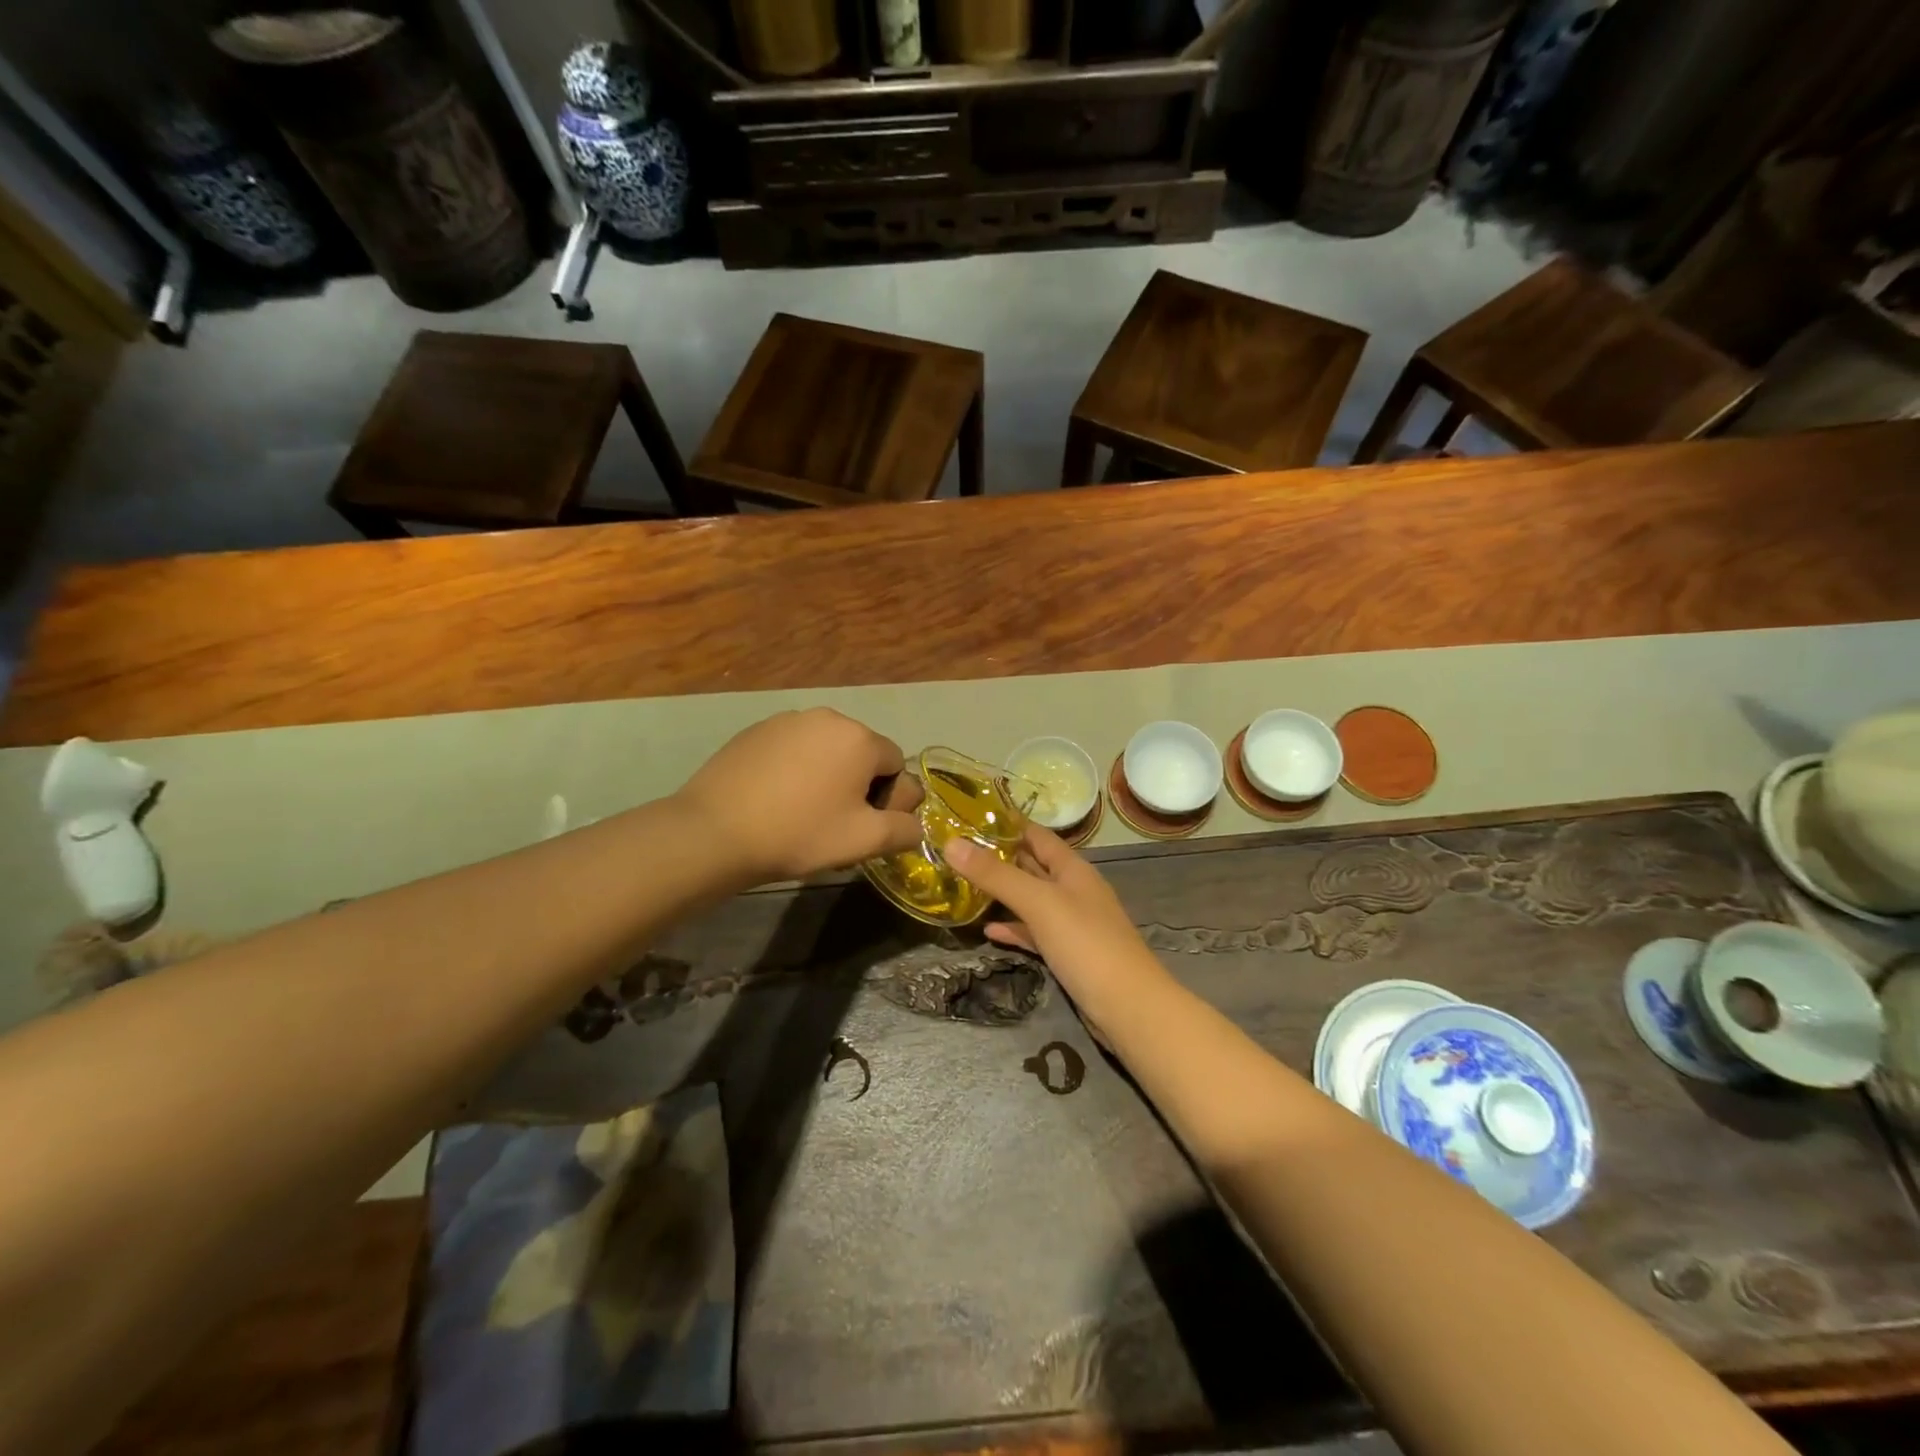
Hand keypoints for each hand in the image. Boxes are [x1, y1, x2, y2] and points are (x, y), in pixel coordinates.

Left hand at [676, 709, 923, 884]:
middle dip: (858, 785)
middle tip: (836, 824)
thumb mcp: (864, 841)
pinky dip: (795, 770)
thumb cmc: (800, 833)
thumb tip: (914, 824)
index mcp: (859, 738)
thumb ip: (904, 829)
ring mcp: (786, 720)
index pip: (895, 764)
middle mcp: (826, 717)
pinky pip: (793, 749)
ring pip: (826, 750)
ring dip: (827, 777)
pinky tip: (775, 800)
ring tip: (803, 813)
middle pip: (861, 753)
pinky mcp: (755, 731)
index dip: (888, 799)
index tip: (863, 827)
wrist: (715, 832)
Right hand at [943, 828, 1167, 1031]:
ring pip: (1031, 900)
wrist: (1129, 1007)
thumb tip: (951, 843)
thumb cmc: (1087, 944)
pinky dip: (1013, 928)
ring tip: (964, 886)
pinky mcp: (1067, 954)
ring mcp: (1071, 924)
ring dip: (1002, 893)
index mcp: (1072, 869)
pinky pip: (1034, 932)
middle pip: (1031, 865)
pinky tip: (988, 930)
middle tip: (956, 851)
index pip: (1036, 835)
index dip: (1006, 823)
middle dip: (998, 857)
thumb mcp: (1039, 903)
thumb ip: (996, 875)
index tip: (968, 817)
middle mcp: (1073, 890)